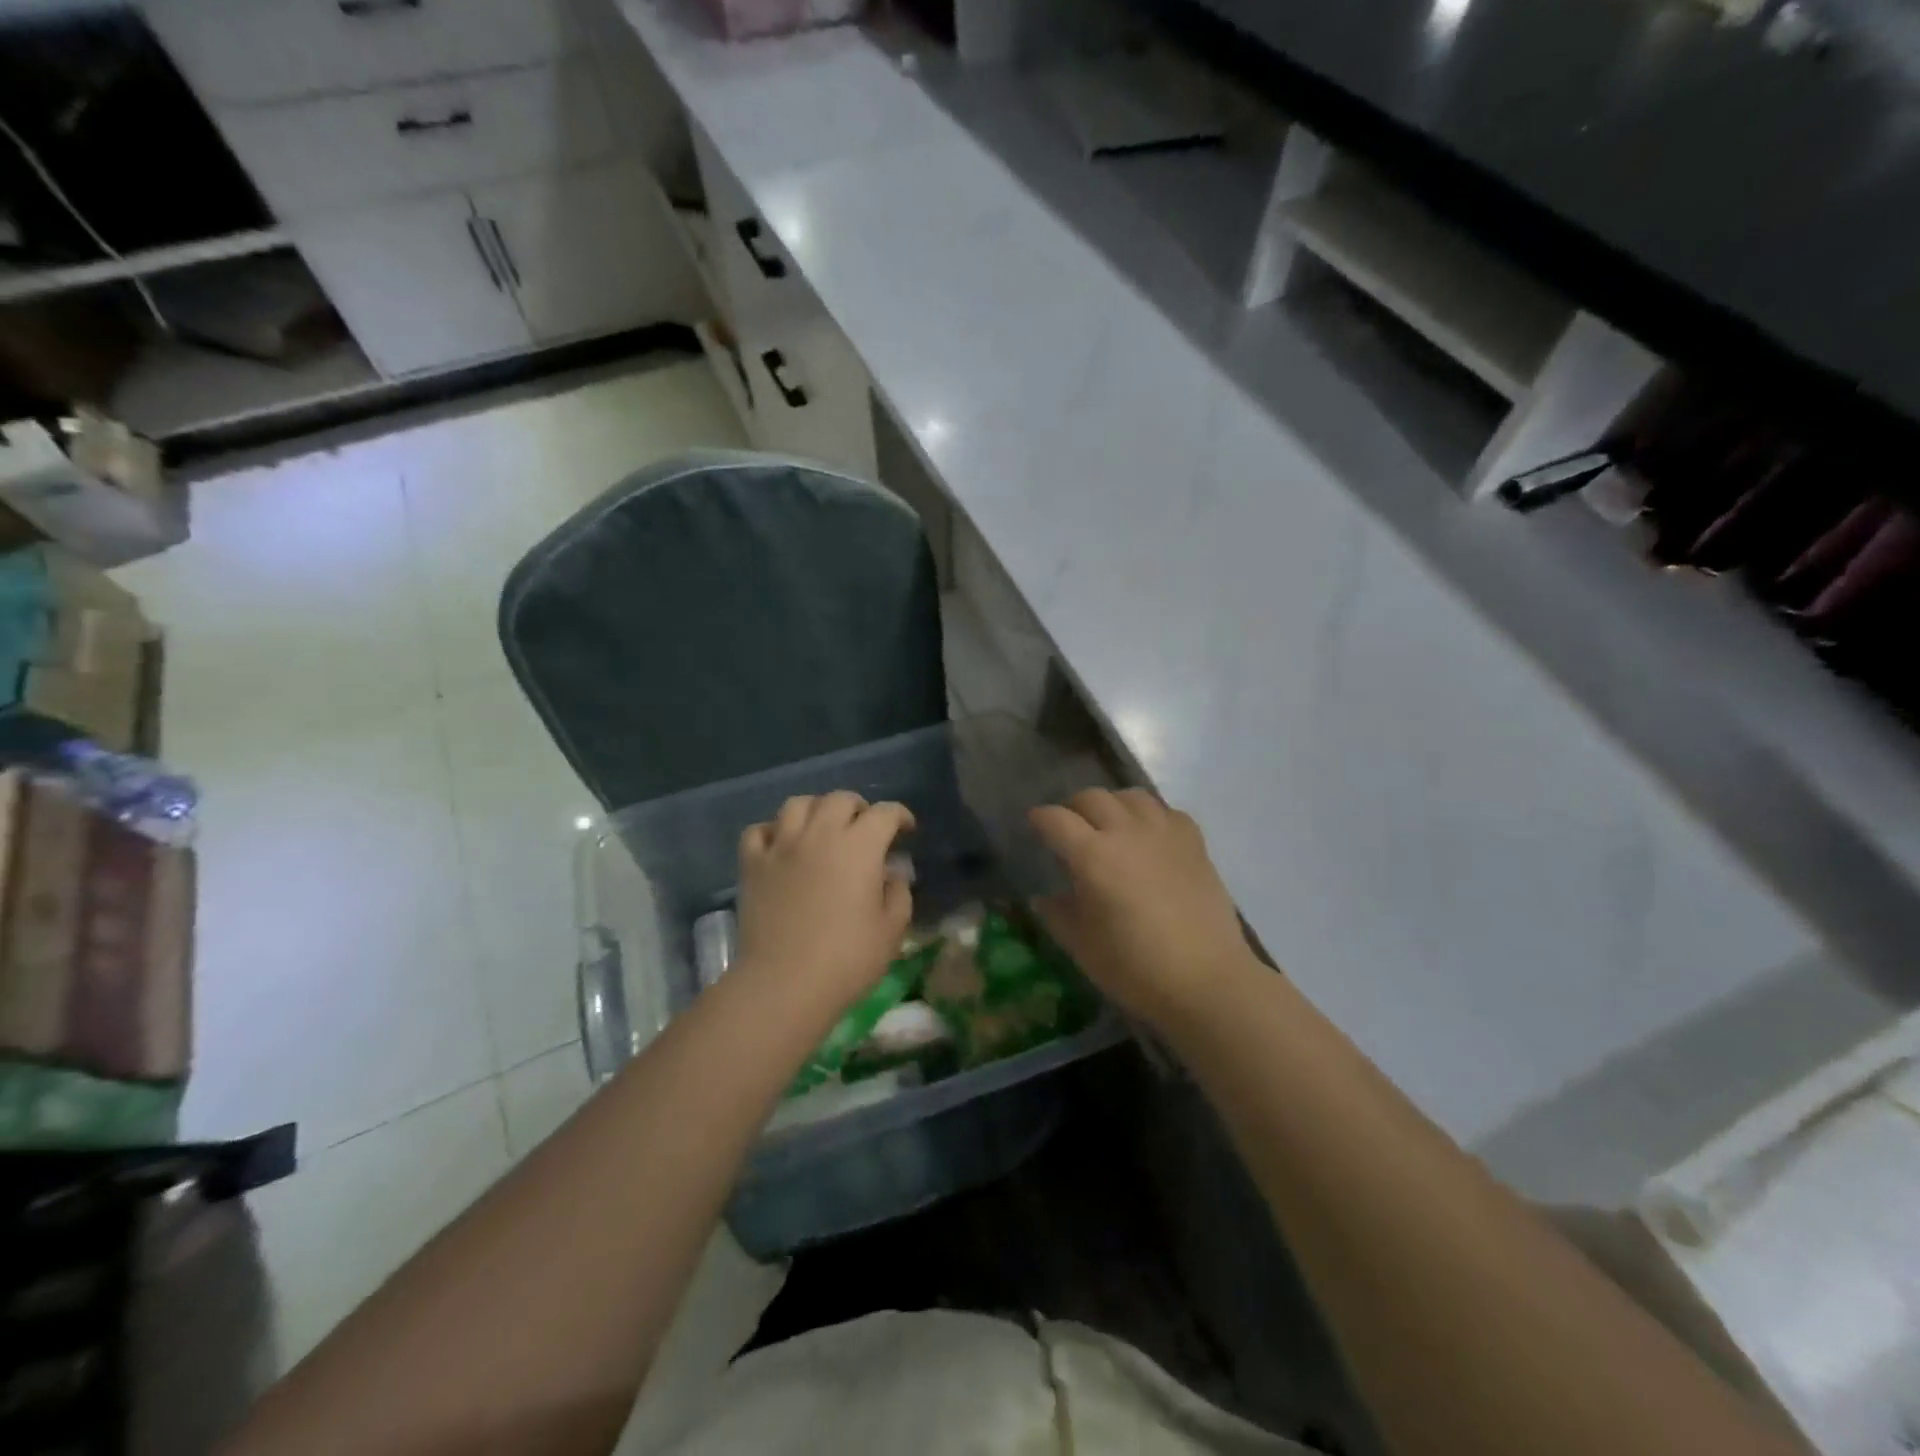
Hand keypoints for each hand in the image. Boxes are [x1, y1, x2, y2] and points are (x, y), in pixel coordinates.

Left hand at [736, 792, 915, 1011]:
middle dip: (859, 808)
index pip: (885, 813)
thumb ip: (898, 893)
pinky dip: (773, 831)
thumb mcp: (891, 930)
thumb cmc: (847, 959)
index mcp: (860, 846)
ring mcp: (782, 846)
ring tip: (822, 829)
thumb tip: (892, 872)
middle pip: (840, 799)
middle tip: (865, 829)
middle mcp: (820, 834)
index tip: (906, 830)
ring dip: (816, 810)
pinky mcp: (752, 864)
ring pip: (798, 804)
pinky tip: (782, 846)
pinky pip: (759, 830)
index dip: (900, 816)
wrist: (784, 984)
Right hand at [1029, 788, 1256, 1025]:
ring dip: (1112, 804)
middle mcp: (1126, 833)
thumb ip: (1057, 914)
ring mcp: (1164, 833)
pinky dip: (1151, 816)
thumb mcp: (1082, 947)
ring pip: (1131, 796)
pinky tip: (1150, 837)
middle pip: (1091, 797)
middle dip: (1073, 808)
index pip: (1055, 819)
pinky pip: (1167, 811)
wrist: (1206, 980)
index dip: (1039, 819)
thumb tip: (1043, 897)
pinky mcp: (1194, 843)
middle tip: (1069, 828)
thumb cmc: (1135, 968)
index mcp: (1092, 856)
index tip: (1034, 825)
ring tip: (1110, 825)